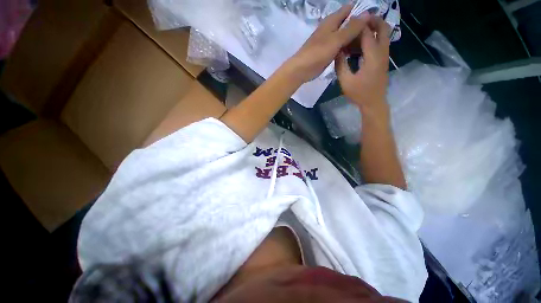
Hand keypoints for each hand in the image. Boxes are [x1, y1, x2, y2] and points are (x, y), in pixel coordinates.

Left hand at [285, 5, 369, 82]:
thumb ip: (351, 28)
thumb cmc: (317, 53)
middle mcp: (331, 28)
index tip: (374, 20)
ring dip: (354, 39)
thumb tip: (367, 13)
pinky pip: (340, 47)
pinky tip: (356, 53)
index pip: (349, 9)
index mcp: (332, 21)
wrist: (301, 69)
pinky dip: (347, 48)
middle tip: (373, 36)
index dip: (361, 12)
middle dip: (360, 27)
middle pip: (348, 23)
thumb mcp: (336, 39)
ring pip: (345, 36)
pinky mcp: (327, 52)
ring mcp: (329, 41)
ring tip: (368, 44)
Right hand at [336, 16, 390, 117]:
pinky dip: (373, 38)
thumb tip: (337, 51)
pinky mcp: (383, 60)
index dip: (357, 26)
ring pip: (384, 34)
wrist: (374, 103)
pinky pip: (381, 43)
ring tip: (357, 31)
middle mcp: (382, 52)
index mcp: (372, 56)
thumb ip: (341, 65)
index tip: (347, 24)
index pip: (367, 33)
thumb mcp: (346, 81)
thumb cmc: (359, 93)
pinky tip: (360, 45)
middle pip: (383, 27)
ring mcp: (384, 56)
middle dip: (372, 20)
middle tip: (358, 20)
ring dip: (373, 28)